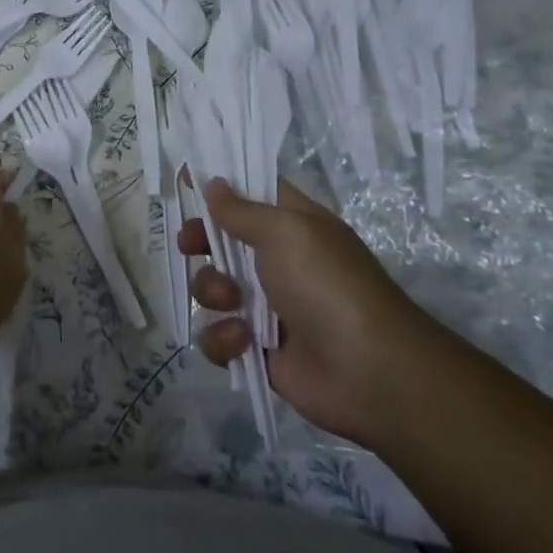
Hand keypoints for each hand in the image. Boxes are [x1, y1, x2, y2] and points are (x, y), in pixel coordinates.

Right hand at [183, 178, 442, 444]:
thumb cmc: (325, 284)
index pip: (252, 193)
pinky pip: (219, 335)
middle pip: (223, 240)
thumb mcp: (284, 231)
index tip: (186, 180)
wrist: (367, 372)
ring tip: (230, 302)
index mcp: (293, 226)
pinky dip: (224, 339)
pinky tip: (243, 342)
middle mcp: (279, 261)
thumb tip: (213, 183)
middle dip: (201, 240)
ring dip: (212, 292)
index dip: (219, 185)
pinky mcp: (257, 349)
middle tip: (189, 244)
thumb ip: (240, 209)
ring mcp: (267, 306)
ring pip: (213, 288)